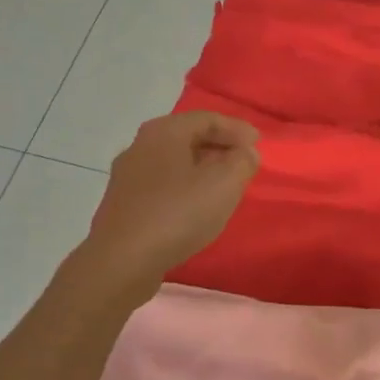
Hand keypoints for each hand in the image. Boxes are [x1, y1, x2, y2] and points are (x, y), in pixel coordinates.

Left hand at [77, 111, 259, 298]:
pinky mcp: (123, 204)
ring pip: (173, 162)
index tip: (259, 144)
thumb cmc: (177, 214)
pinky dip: (184, 188)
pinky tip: (195, 207)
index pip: (207, 118)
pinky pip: (161, 185)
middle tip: (243, 162)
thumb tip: (245, 152)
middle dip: (219, 147)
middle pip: (187, 137)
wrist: (121, 261)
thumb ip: (242, 161)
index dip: (236, 129)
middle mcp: (140, 145)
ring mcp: (128, 176)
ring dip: (201, 169)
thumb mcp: (224, 184)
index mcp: (164, 131)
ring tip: (224, 186)